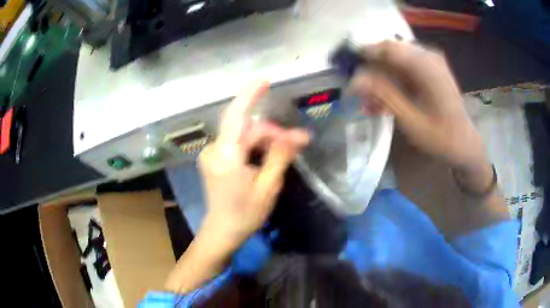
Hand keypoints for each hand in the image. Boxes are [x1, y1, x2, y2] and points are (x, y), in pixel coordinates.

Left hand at [198, 80, 308, 251]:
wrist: (222, 232)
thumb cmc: (245, 214)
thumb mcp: (268, 186)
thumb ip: (280, 156)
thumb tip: (300, 135)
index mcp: (225, 156)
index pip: (235, 116)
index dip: (249, 95)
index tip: (266, 81)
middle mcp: (214, 150)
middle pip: (245, 129)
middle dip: (271, 133)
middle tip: (297, 143)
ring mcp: (211, 154)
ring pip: (242, 137)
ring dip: (264, 141)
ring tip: (285, 152)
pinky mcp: (213, 159)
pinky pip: (236, 145)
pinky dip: (253, 147)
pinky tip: (266, 158)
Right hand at [349, 41, 491, 192]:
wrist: (464, 144)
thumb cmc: (442, 137)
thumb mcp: (410, 119)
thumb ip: (383, 95)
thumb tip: (354, 79)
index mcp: (427, 66)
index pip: (387, 47)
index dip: (364, 56)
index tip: (348, 73)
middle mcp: (428, 57)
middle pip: (390, 54)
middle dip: (372, 73)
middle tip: (360, 95)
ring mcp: (430, 63)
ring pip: (395, 63)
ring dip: (380, 82)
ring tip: (371, 105)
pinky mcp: (429, 71)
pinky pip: (404, 71)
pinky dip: (392, 85)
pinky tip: (384, 103)